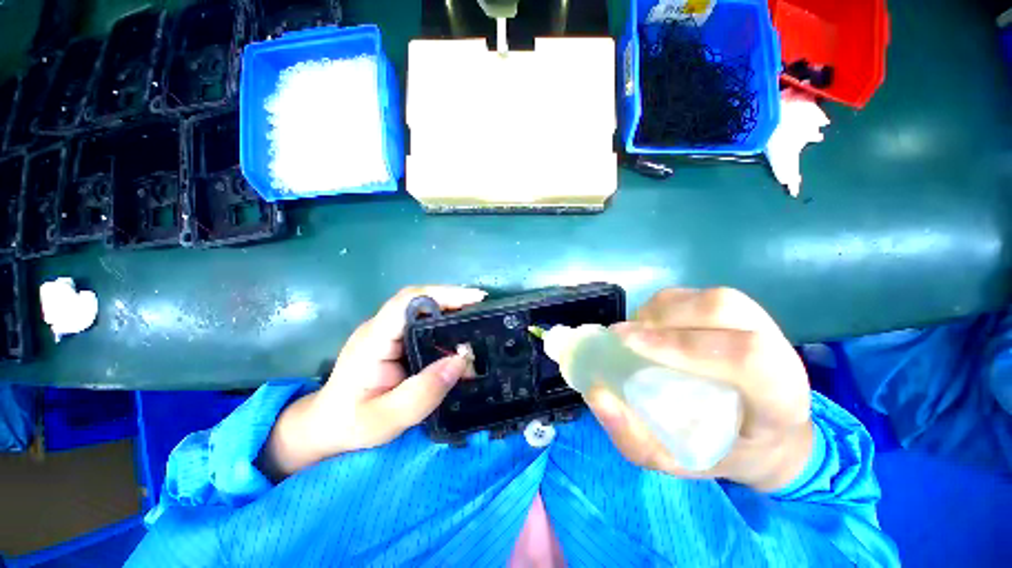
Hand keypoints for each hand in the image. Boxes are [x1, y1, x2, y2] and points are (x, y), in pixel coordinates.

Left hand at [261, 286, 485, 478]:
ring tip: (477, 318)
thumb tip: (461, 360)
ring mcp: (386, 332)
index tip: (474, 298)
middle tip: (483, 308)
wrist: (325, 427)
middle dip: (453, 298)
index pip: (408, 302)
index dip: (443, 294)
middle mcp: (380, 328)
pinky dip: (444, 323)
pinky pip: (422, 323)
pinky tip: (459, 334)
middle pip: (419, 300)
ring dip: (451, 309)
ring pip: (422, 309)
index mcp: (373, 340)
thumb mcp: (387, 419)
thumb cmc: (351, 424)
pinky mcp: (393, 340)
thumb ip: (423, 393)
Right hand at [586, 288, 813, 491]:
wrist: (764, 434)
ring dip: (659, 311)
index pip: (745, 358)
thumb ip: (632, 436)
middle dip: (663, 320)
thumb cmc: (722, 451)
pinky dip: (661, 307)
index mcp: (779, 400)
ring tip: (634, 334)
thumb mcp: (675, 461)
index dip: (682, 346)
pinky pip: (695, 296)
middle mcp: (779, 352)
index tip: (629, 346)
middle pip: (723, 310)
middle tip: (622, 338)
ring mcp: (761, 326)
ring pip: (707, 298)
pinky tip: (649, 327)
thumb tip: (596, 393)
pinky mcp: (739, 312)